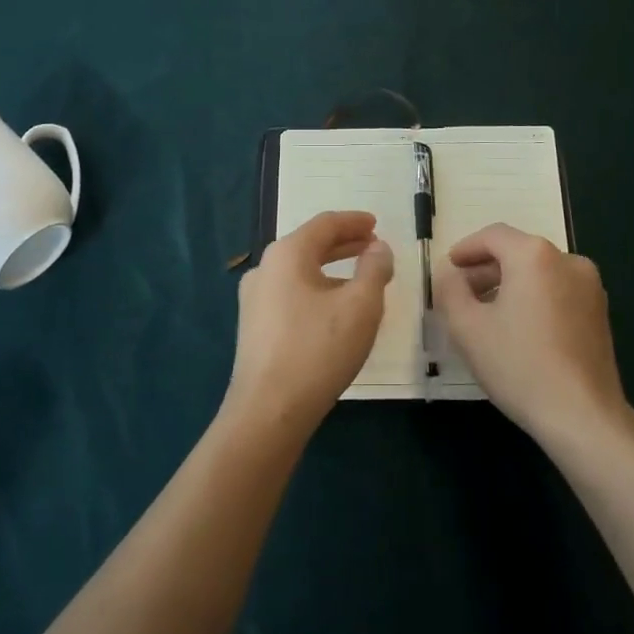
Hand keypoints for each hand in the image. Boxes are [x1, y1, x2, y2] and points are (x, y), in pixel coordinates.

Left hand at [227, 211, 392, 439]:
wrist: (268, 411)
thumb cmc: (318, 350)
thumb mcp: (360, 306)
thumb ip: (374, 269)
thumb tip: (378, 248)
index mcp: (287, 254)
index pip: (325, 224)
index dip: (354, 221)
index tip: (376, 224)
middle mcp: (265, 268)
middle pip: (309, 245)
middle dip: (344, 244)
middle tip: (373, 246)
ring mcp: (254, 299)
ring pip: (299, 271)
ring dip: (331, 269)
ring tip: (360, 280)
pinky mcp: (254, 327)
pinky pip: (290, 294)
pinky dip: (316, 290)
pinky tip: (333, 311)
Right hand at [434, 224, 627, 450]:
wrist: (583, 416)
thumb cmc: (519, 365)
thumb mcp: (468, 327)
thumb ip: (450, 290)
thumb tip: (449, 274)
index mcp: (534, 255)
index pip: (492, 236)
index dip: (465, 249)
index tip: (448, 268)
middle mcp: (567, 259)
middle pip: (517, 252)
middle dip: (486, 269)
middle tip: (461, 294)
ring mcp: (589, 286)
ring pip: (538, 272)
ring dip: (509, 284)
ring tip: (486, 313)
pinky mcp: (600, 312)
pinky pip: (557, 290)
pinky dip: (533, 298)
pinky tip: (518, 328)